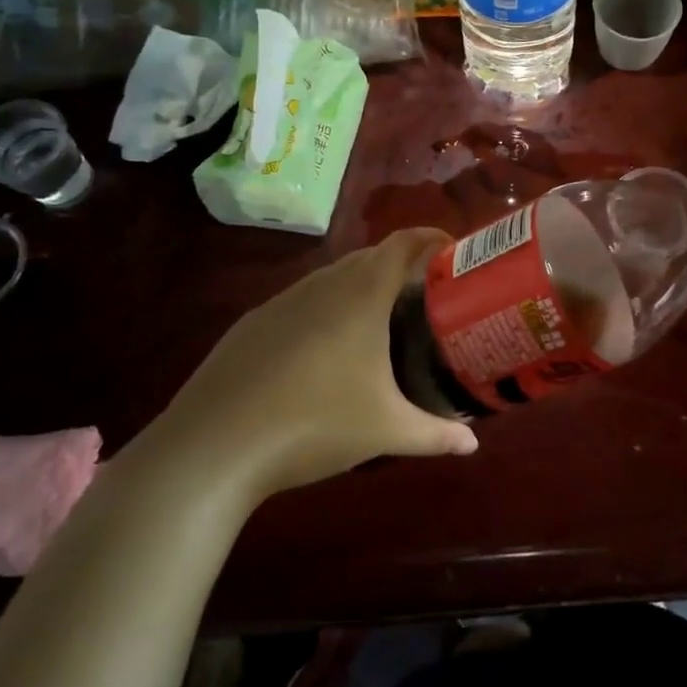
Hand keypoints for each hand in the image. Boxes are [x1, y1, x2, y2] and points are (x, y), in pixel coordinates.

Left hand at [135, 229, 478, 505]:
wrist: (213, 447)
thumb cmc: (314, 424)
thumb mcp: (385, 432)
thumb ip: (436, 435)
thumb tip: (472, 446)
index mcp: (361, 295)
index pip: (403, 244)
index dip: (430, 239)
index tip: (452, 252)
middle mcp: (323, 285)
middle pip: (369, 257)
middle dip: (400, 266)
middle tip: (424, 297)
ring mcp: (281, 302)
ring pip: (332, 278)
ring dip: (360, 286)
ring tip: (378, 323)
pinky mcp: (252, 324)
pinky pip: (301, 301)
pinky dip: (325, 309)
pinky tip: (323, 352)